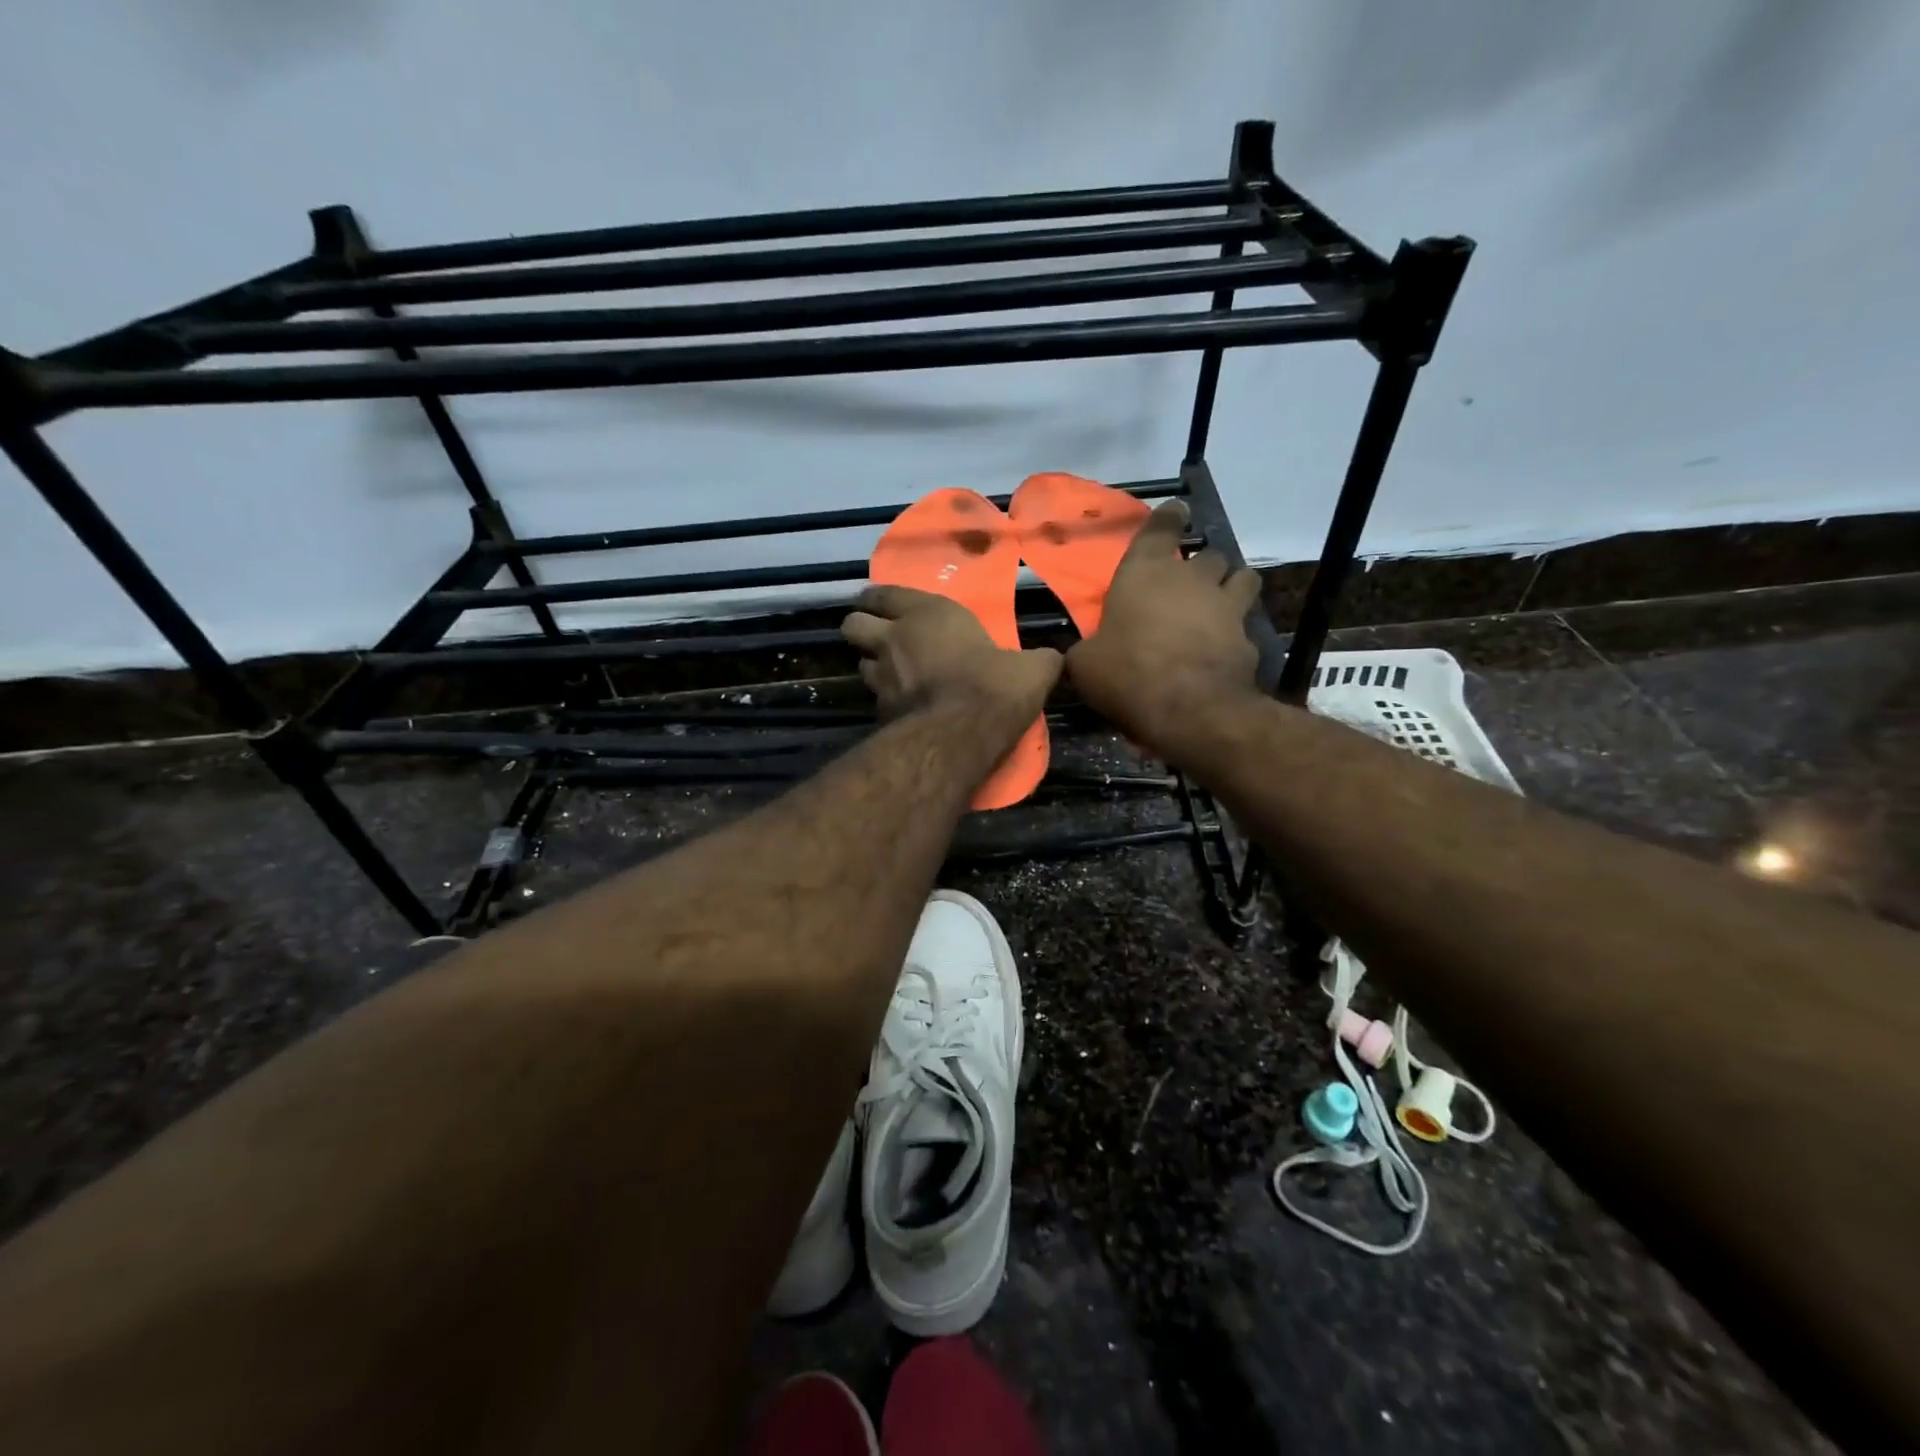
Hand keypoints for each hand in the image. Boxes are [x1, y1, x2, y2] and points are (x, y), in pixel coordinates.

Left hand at [842, 586, 1061, 726]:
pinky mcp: (879, 712)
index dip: (878, 599)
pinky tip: (903, 708)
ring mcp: (882, 678)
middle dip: (861, 627)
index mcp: (927, 614)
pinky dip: (885, 700)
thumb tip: (1056, 658)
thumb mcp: (1032, 669)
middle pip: (853, 625)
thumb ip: (1040, 659)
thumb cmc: (993, 687)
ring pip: (861, 663)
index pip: (883, 594)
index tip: (880, 605)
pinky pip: (875, 699)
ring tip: (892, 674)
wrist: (960, 736)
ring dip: (873, 666)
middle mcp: (894, 639)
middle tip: (879, 637)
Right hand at [1066, 499, 1264, 754]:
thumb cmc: (1126, 673)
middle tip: (1190, 585)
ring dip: (1232, 587)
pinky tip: (1224, 653)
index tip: (1177, 511)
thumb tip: (1080, 652)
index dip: (1169, 518)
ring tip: (1220, 605)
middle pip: (1208, 555)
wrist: (1187, 708)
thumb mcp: (1085, 663)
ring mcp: (1227, 607)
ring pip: (1242, 579)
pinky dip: (1236, 637)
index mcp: (1145, 572)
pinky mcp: (1248, 640)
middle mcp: (1192, 579)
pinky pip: (1245, 629)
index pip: (1161, 528)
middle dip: (1202, 566)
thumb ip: (1086, 648)